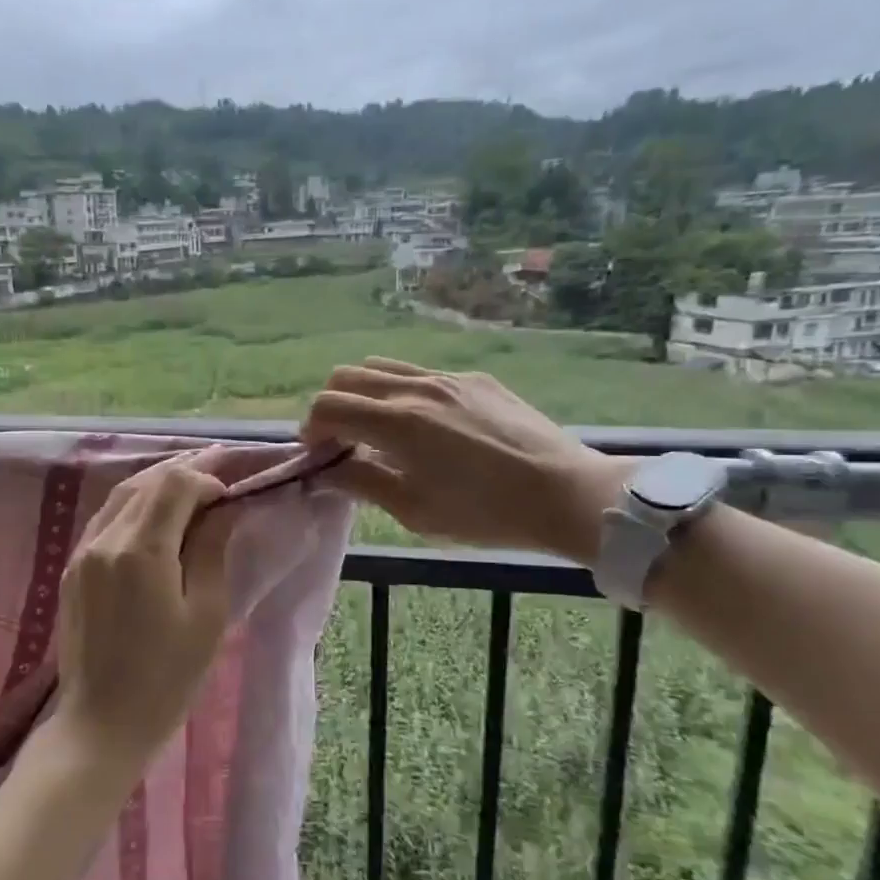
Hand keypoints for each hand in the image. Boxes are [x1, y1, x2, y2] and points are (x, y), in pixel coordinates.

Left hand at [51, 450, 239, 770]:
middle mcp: (105, 540)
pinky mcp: (72, 568)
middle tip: (218, 464)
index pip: (174, 485)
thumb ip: (212, 550)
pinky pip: (105, 518)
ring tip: (190, 479)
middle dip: (183, 470)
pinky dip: (133, 503)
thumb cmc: (167, 678)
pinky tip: (154, 510)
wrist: (102, 724)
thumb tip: (223, 509)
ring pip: (121, 495)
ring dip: (157, 482)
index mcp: (141, 551)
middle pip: (145, 482)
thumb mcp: (205, 614)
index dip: (206, 479)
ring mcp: (82, 552)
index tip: (231, 495)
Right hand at [301, 358, 628, 563]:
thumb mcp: (415, 510)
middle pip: (348, 375)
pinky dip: (402, 392)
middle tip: (342, 441)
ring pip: (383, 366)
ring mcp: (448, 378)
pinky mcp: (475, 379)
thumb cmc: (485, 513)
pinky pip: (421, 374)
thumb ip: (362, 483)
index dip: (312, 428)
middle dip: (332, 405)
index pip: (329, 405)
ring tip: (377, 428)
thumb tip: (325, 473)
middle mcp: (416, 388)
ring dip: (364, 393)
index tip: (318, 454)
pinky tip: (427, 427)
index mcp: (397, 423)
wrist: (566, 493)